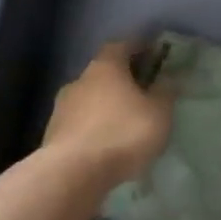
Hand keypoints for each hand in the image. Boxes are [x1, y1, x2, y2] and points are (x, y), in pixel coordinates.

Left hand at [42, 42, 173, 188]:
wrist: (72, 174)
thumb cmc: (121, 134)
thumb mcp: (158, 113)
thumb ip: (165, 92)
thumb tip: (167, 78)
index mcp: (106, 66)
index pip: (122, 45)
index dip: (138, 47)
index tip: (153, 54)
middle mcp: (80, 79)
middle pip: (104, 72)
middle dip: (122, 79)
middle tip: (141, 91)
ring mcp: (62, 107)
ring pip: (90, 98)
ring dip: (105, 106)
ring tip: (124, 122)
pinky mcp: (53, 134)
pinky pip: (80, 123)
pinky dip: (94, 128)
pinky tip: (106, 144)